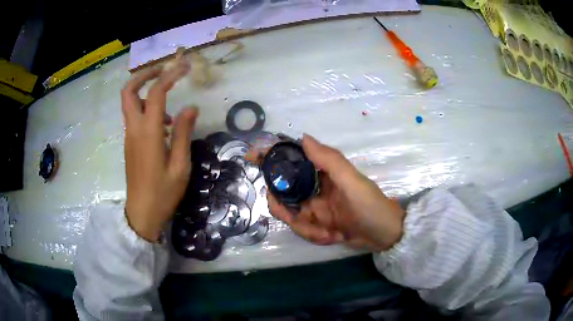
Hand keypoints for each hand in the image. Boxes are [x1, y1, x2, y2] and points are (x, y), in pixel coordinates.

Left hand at [121, 61, 197, 240]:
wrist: (142, 213)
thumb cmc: (163, 193)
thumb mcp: (180, 166)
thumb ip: (183, 133)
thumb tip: (190, 107)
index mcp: (148, 133)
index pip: (155, 93)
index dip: (169, 76)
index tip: (185, 67)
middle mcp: (134, 129)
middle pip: (128, 91)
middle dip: (144, 75)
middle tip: (163, 70)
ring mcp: (129, 136)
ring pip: (130, 103)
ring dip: (146, 93)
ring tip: (169, 104)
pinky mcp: (130, 143)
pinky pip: (135, 117)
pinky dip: (147, 109)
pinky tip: (164, 126)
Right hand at [268, 135, 404, 251]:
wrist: (385, 235)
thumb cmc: (371, 206)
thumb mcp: (352, 182)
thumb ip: (329, 160)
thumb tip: (303, 137)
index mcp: (321, 173)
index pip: (291, 160)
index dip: (270, 156)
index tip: (251, 158)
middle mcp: (313, 188)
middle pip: (281, 193)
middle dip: (285, 208)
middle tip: (300, 218)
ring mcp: (314, 208)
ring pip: (290, 215)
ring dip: (306, 228)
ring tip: (329, 233)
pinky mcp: (317, 225)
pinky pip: (303, 230)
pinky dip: (315, 237)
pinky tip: (334, 237)